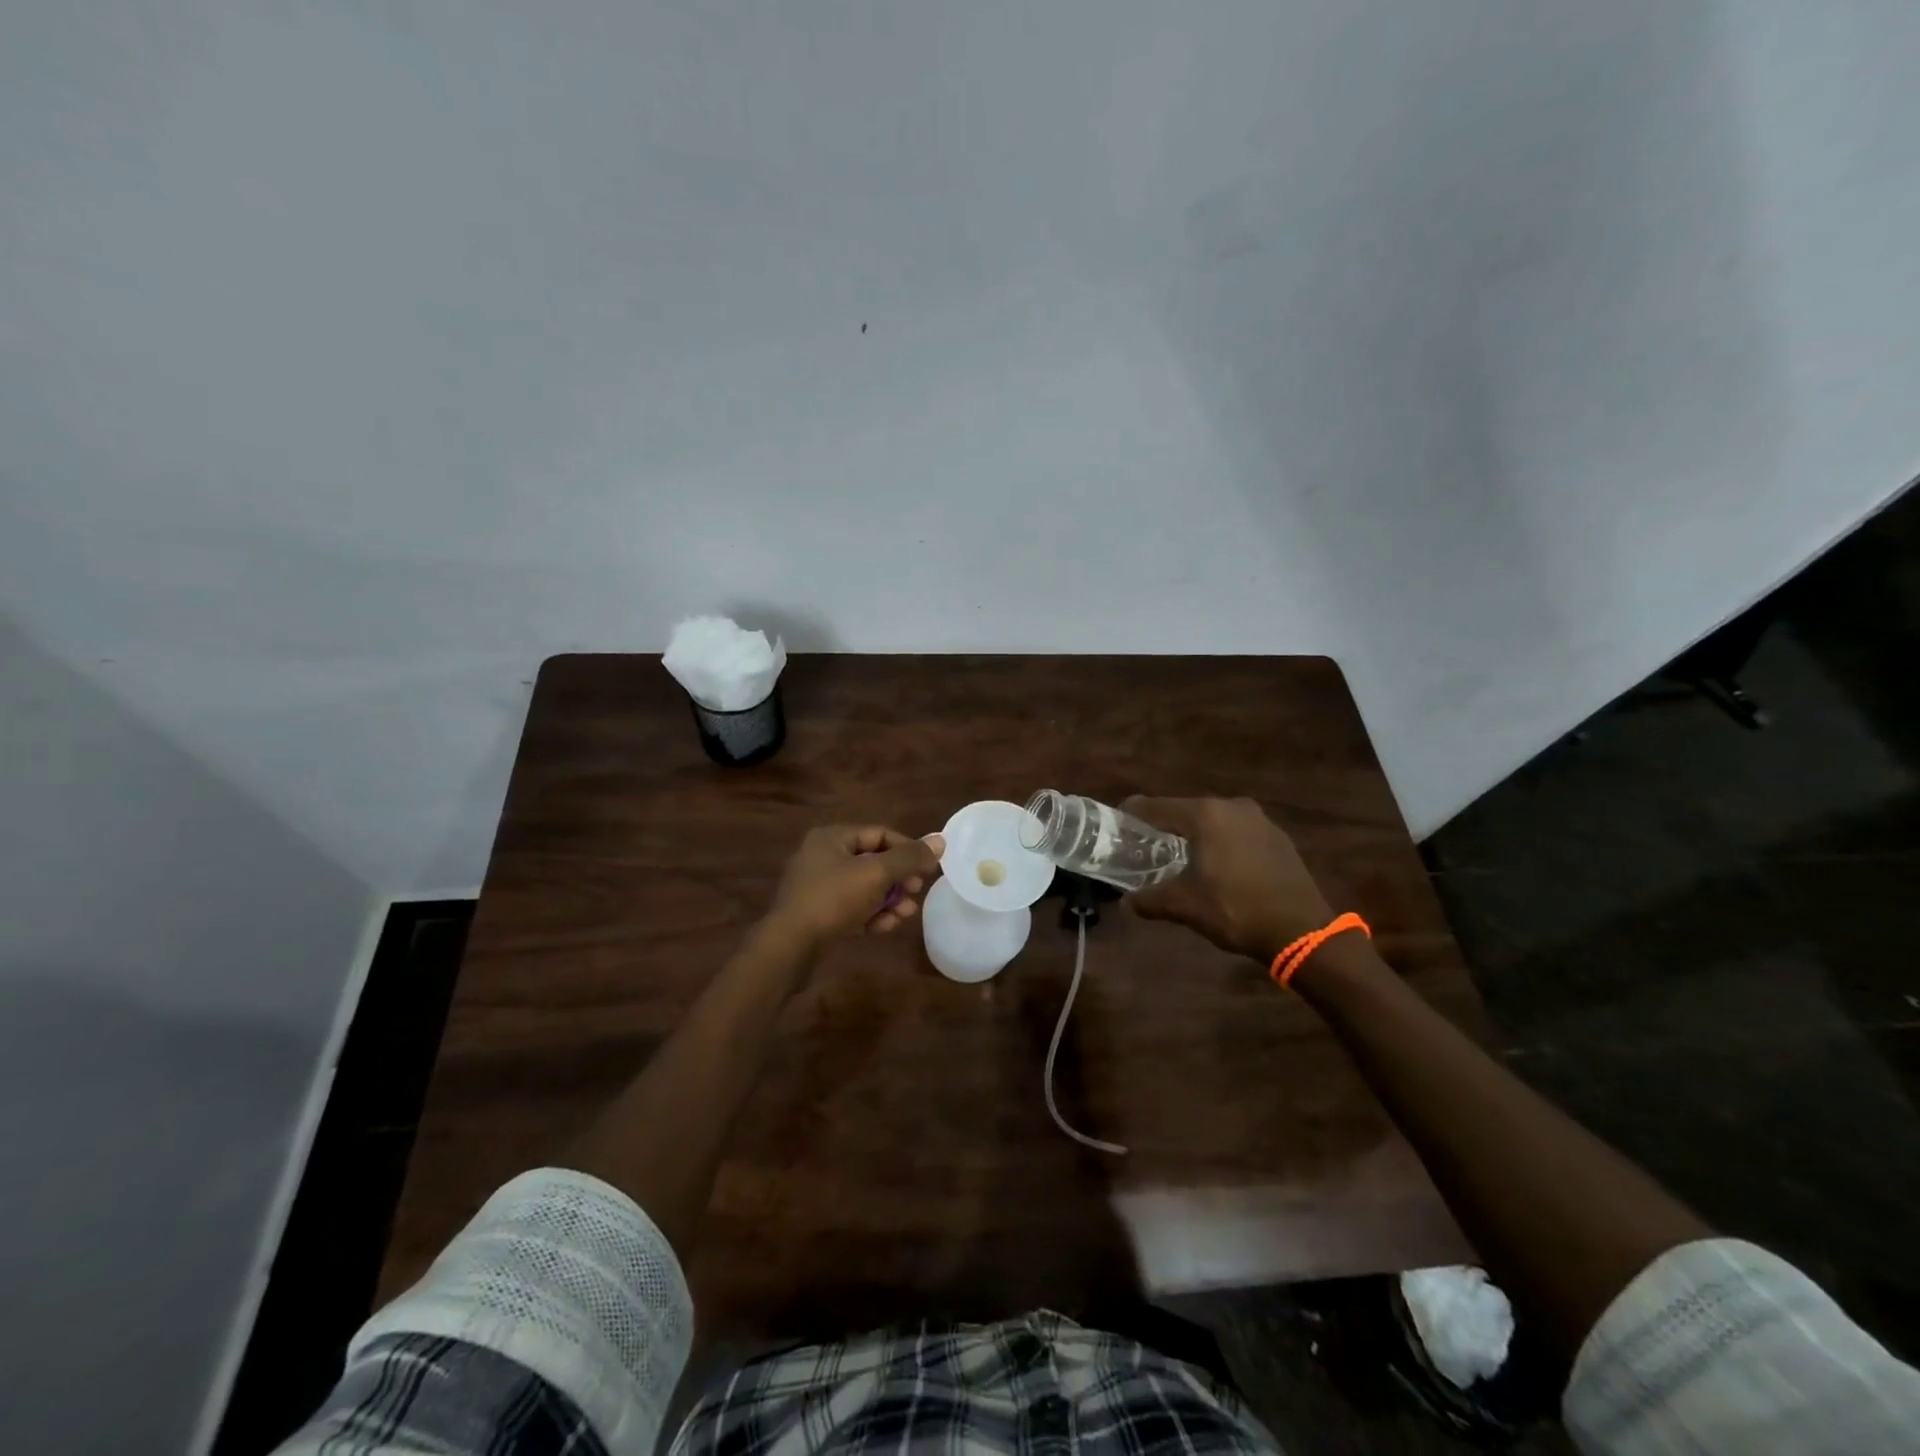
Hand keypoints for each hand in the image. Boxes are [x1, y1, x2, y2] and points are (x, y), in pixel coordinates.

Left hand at [765, 825, 945, 948]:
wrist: (789, 947)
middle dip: (899, 878)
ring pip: (865, 887)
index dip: (907, 848)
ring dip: (889, 899)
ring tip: (907, 914)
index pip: (880, 834)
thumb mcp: (876, 874)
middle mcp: (823, 857)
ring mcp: (819, 887)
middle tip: (916, 891)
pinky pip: (853, 908)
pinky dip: (872, 914)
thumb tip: (940, 840)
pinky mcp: (819, 914)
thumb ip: (909, 858)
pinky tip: (887, 926)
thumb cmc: (833, 900)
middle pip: (873, 861)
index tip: (928, 868)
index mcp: (832, 838)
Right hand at [1122, 796, 1333, 965]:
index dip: (1133, 814)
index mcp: (1205, 815)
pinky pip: (1237, 832)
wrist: (1302, 930)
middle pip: (1185, 810)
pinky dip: (1222, 842)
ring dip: (1196, 835)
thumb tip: (1127, 903)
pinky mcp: (1277, 836)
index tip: (1117, 822)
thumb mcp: (1185, 906)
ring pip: (1214, 821)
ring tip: (1181, 856)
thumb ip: (1150, 900)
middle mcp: (1231, 806)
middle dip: (1165, 826)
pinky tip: (1219, 866)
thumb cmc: (1236, 910)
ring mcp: (1259, 819)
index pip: (1155, 806)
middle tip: (1147, 845)